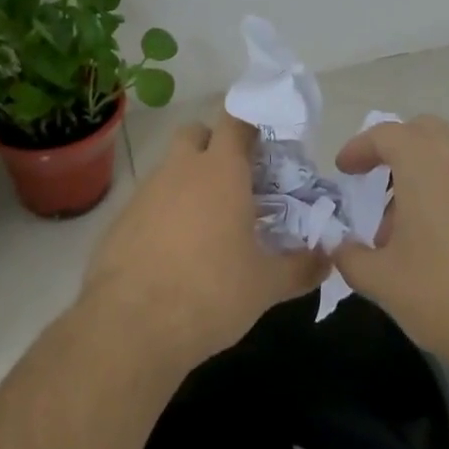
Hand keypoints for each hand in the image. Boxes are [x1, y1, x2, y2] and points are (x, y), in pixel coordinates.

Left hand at [80, 108, 326, 373]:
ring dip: (188, 183)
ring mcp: (146, 192)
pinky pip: (149, 202)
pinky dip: (164, 214)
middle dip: (214, 146)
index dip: (252, 126)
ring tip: (209, 226)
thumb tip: (328, 260)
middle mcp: (181, 169)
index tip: (267, 146)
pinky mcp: (120, 220)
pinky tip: (175, 254)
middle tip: (236, 182)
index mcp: (221, 170)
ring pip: (170, 168)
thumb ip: (301, 267)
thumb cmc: (210, 293)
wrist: (129, 328)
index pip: (236, 121)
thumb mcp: (265, 286)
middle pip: (196, 134)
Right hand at [330, 114, 448, 386]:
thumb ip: (351, 256)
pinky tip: (431, 238)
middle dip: (394, 149)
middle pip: (421, 132)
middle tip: (374, 181)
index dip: (360, 148)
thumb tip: (338, 246)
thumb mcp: (382, 280)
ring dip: (419, 172)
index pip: (385, 134)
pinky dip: (443, 189)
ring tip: (399, 225)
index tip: (344, 170)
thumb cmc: (443, 293)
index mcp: (424, 162)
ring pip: (447, 154)